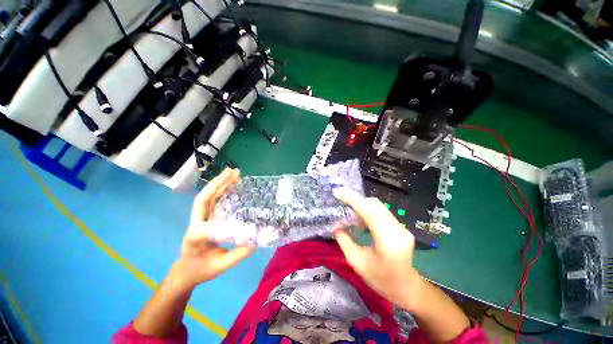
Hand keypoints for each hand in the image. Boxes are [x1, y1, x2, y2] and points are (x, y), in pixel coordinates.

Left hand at [171, 168, 254, 289]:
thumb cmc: (201, 269)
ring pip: (208, 197)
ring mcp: (199, 218)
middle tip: (233, 172)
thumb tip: (256, 241)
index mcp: (195, 238)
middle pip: (204, 199)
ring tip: (234, 173)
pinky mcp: (205, 216)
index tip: (242, 226)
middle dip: (218, 184)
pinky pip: (213, 200)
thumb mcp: (220, 267)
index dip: (223, 224)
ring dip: (220, 183)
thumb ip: (237, 255)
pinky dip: (222, 190)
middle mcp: (195, 223)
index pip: (206, 226)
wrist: (185, 271)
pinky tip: (232, 184)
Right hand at [333, 188, 423, 310]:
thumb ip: (344, 241)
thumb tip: (335, 225)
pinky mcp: (399, 226)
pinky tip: (359, 218)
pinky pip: (381, 212)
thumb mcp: (357, 263)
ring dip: (361, 204)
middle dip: (355, 199)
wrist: (408, 289)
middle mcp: (397, 228)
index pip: (369, 211)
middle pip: (374, 204)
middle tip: (340, 199)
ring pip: (378, 206)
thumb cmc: (382, 281)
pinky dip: (367, 210)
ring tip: (347, 209)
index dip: (352, 199)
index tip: (337, 192)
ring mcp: (401, 226)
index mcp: (388, 239)